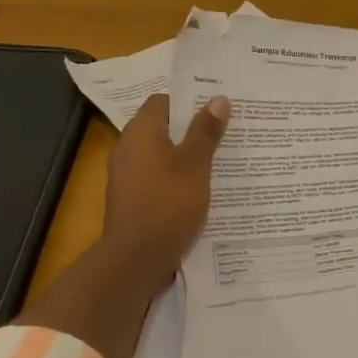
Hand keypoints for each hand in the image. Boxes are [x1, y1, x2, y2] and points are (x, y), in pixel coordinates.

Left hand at [100, 92, 230, 286]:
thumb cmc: (168, 202)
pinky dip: (179, 179)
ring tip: (223, 161)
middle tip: (228, 133)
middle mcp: (129, 148)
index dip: (190, 102)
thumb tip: (217, 99)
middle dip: (194, 130)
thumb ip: (206, 131)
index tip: (218, 109)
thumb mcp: (195, 164)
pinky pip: (159, 179)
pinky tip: (204, 190)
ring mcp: (128, 176)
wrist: (137, 258)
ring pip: (163, 156)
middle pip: (164, 128)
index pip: (163, 101)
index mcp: (140, 132)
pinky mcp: (134, 200)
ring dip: (189, 157)